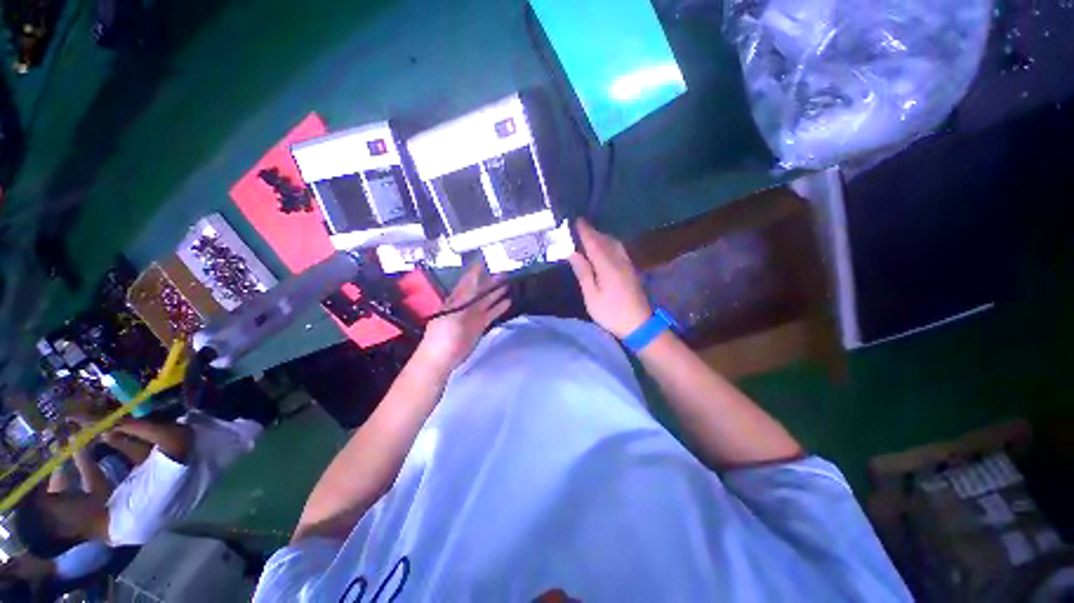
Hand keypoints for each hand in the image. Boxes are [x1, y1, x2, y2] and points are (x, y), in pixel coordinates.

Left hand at [419, 261, 511, 370]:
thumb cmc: (443, 334)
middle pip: (480, 290)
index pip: (467, 281)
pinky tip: (508, 301)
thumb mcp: (454, 312)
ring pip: (487, 301)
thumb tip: (474, 280)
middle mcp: (465, 305)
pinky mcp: (479, 325)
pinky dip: (499, 307)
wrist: (442, 358)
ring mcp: (473, 315)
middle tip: (503, 272)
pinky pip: (491, 313)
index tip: (485, 261)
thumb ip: (466, 296)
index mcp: (456, 299)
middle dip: (490, 281)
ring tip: (508, 284)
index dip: (476, 272)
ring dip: (496, 293)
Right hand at [568, 219, 651, 338]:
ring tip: (591, 236)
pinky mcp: (631, 270)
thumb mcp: (592, 296)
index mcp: (607, 266)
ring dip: (602, 237)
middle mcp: (619, 261)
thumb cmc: (611, 312)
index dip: (585, 232)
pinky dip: (610, 244)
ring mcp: (627, 265)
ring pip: (614, 244)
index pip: (594, 243)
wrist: (639, 324)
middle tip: (581, 226)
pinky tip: (605, 248)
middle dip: (593, 232)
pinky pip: (619, 250)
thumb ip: (583, 272)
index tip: (577, 220)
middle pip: (605, 241)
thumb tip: (573, 253)